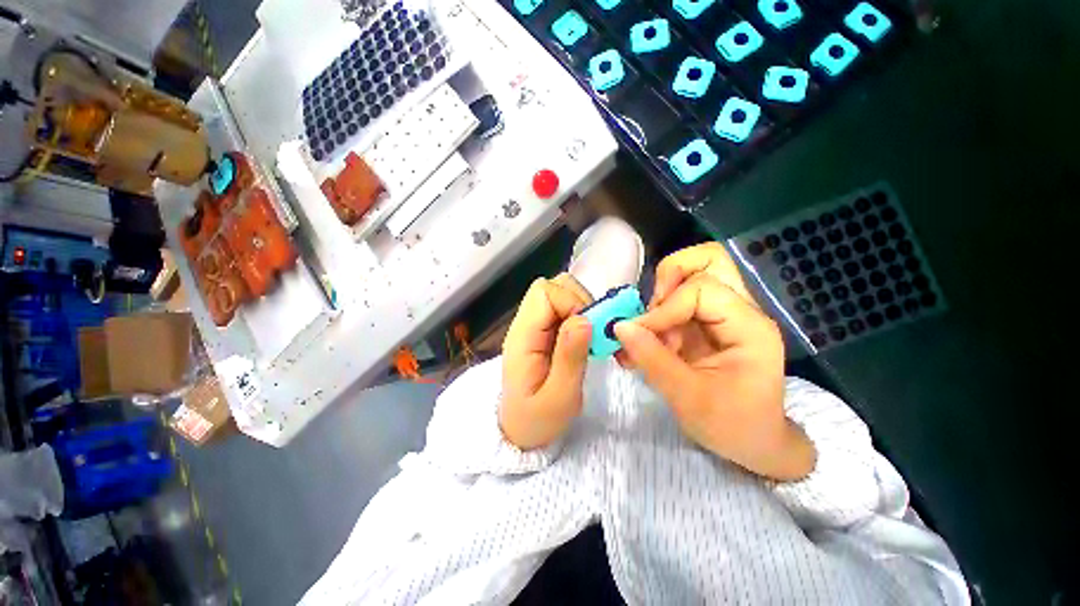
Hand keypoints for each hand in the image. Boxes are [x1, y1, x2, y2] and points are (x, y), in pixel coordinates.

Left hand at [499, 274, 592, 449]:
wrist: (520, 431)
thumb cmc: (537, 420)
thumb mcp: (559, 398)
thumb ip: (570, 357)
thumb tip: (584, 319)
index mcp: (522, 336)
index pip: (544, 292)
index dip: (571, 303)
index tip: (587, 330)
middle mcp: (525, 324)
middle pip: (551, 286)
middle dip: (578, 301)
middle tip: (591, 332)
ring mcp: (533, 326)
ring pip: (559, 294)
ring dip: (580, 308)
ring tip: (588, 337)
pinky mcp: (542, 332)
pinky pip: (562, 309)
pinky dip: (578, 316)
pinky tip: (584, 339)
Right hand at [615, 243, 815, 480]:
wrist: (753, 443)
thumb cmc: (732, 425)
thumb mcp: (688, 397)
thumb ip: (652, 358)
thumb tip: (619, 326)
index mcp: (749, 327)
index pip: (700, 289)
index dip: (664, 308)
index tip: (639, 334)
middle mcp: (740, 311)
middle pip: (708, 260)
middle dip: (669, 278)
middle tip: (651, 311)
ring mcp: (723, 314)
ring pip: (690, 275)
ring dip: (660, 300)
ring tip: (648, 333)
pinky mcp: (706, 323)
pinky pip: (677, 302)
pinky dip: (657, 316)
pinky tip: (646, 342)